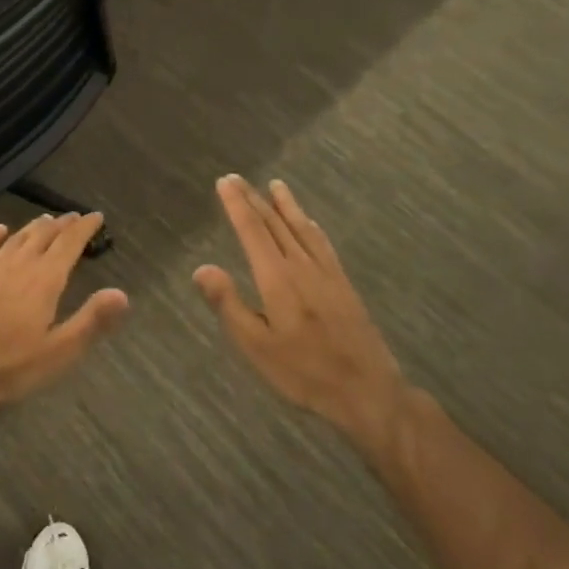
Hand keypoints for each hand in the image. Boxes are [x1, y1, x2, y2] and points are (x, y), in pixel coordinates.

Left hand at [0, 214, 127, 412]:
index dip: (85, 228)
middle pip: (44, 235)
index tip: (96, 217)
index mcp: (45, 280)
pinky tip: (0, 230)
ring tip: (46, 220)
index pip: (69, 243)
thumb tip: (121, 294)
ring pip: (17, 237)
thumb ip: (91, 321)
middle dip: (62, 224)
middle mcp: (19, 264)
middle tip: (74, 218)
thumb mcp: (59, 352)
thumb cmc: (9, 366)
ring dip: (34, 226)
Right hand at [194, 177, 404, 441]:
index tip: (225, 182)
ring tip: (276, 186)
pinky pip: (323, 243)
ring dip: (286, 205)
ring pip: (302, 228)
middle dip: (255, 199)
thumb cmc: (304, 371)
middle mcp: (302, 266)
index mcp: (278, 279)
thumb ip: (229, 304)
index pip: (253, 232)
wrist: (367, 389)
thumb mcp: (256, 346)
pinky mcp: (343, 284)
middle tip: (238, 178)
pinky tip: (309, 224)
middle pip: (276, 224)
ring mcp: (327, 273)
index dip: (237, 205)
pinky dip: (310, 226)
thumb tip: (202, 268)